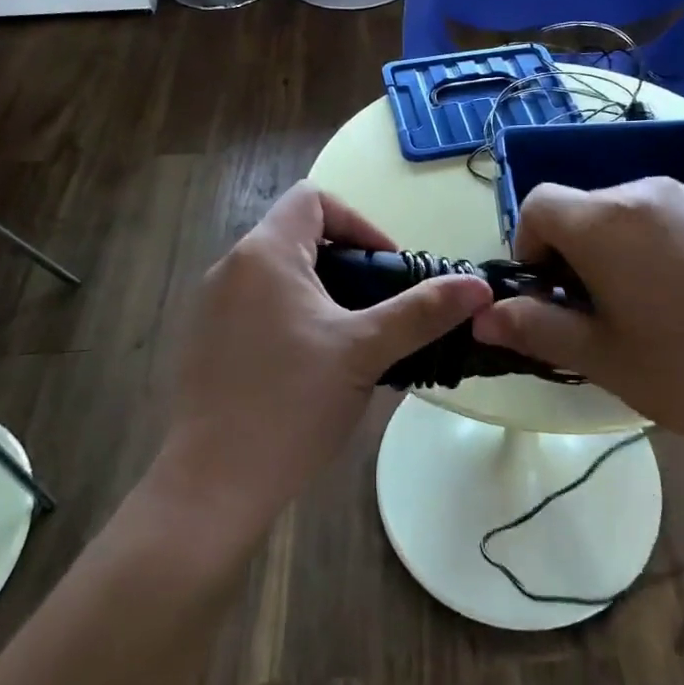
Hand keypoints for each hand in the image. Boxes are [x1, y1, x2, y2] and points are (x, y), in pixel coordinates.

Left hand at [156, 181, 492, 542]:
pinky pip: (256, 307)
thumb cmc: (291, 404)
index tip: (387, 268)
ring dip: (321, 293)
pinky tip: (310, 367)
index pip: (314, 198)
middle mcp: (231, 267)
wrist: (211, 485)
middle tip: (378, 309)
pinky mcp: (204, 341)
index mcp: (265, 253)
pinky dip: (290, 317)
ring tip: (352, 340)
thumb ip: (422, 312)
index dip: (358, 223)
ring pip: (278, 275)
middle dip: (346, 264)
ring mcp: (210, 306)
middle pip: (298, 236)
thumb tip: (479, 286)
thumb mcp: (365, 351)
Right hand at [471, 178, 683, 445]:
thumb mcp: (602, 357)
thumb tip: (484, 317)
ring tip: (648, 306)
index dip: (529, 246)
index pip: (538, 203)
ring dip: (616, 249)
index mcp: (602, 220)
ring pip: (627, 213)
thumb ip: (536, 329)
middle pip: (583, 209)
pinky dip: (657, 245)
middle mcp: (642, 192)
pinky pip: (669, 218)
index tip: (551, 293)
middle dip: (574, 253)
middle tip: (599, 312)